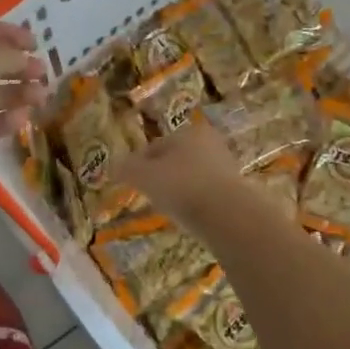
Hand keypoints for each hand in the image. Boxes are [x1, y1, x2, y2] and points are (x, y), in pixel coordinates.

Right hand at [113, 116, 262, 231]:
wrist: (227, 215)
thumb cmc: (182, 186)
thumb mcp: (145, 176)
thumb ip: (126, 169)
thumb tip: (113, 166)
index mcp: (188, 132)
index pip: (155, 146)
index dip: (138, 164)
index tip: (130, 182)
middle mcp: (210, 143)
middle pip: (175, 160)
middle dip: (161, 175)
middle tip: (148, 195)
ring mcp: (226, 167)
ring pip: (192, 176)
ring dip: (179, 189)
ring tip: (167, 208)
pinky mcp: (236, 190)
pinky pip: (206, 193)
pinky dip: (194, 201)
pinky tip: (188, 216)